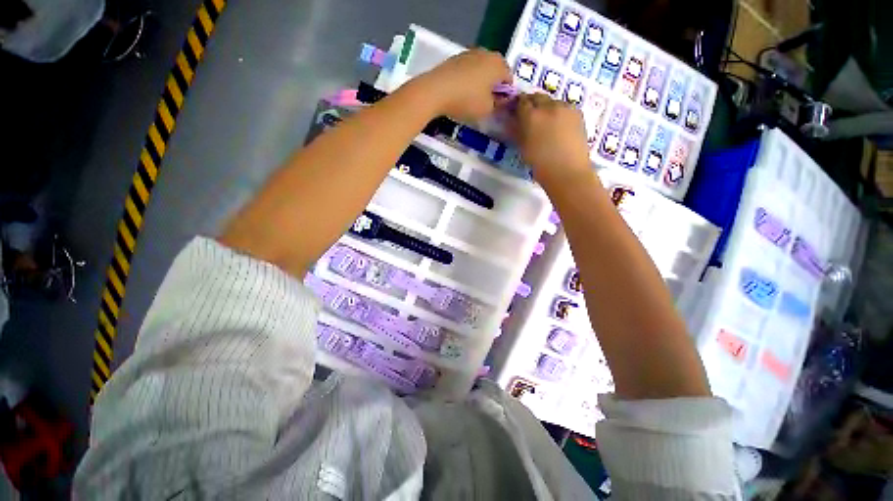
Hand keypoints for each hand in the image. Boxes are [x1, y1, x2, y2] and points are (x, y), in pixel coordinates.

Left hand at [415, 48, 510, 122]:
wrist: (435, 91)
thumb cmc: (466, 100)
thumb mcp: (487, 109)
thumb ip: (497, 104)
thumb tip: (498, 100)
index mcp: (498, 64)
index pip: (509, 79)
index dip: (505, 94)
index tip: (498, 107)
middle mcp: (486, 53)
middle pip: (495, 71)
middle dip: (493, 86)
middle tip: (487, 103)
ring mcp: (468, 53)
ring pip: (480, 69)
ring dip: (480, 82)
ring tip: (472, 99)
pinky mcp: (454, 58)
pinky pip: (467, 70)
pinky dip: (467, 80)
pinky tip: (461, 93)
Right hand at [509, 93, 590, 185]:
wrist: (568, 171)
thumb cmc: (540, 164)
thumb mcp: (523, 147)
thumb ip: (516, 131)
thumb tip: (511, 121)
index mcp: (531, 116)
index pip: (521, 102)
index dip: (517, 106)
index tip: (515, 112)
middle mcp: (548, 106)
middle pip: (537, 97)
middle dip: (531, 103)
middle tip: (529, 116)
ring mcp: (565, 107)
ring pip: (552, 101)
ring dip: (546, 107)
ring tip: (545, 122)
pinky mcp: (578, 112)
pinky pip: (564, 107)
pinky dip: (559, 112)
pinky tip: (558, 125)